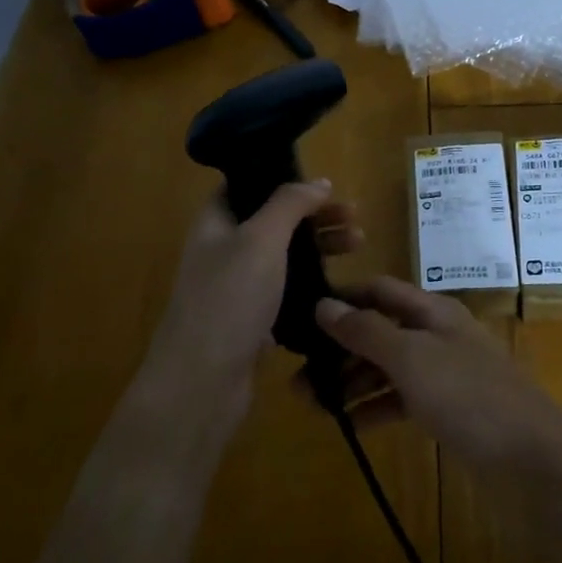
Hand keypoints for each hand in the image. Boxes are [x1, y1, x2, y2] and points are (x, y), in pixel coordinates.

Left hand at [144, 182, 360, 428]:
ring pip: (285, 257)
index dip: (283, 179)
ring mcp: (238, 288)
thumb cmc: (229, 299)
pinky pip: (288, 291)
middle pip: (273, 221)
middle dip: (315, 216)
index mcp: (216, 223)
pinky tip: (339, 285)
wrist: (203, 383)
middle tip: (354, 217)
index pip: (247, 186)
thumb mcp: (261, 239)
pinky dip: (313, 284)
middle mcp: (224, 251)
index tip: (323, 185)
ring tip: (358, 246)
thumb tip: (318, 182)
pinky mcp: (253, 321)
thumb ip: (289, 204)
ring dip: (320, 247)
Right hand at [313, 277, 561, 470]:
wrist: (532, 457)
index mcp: (431, 311)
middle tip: (296, 376)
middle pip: (380, 330)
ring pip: (387, 367)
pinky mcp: (447, 408)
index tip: (299, 317)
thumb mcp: (412, 358)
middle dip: (339, 348)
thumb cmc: (469, 396)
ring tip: (310, 404)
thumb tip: (323, 305)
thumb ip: (367, 331)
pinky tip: (347, 424)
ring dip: (351, 381)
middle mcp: (436, 334)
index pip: (379, 290)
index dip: (342, 298)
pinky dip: (374, 407)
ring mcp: (443, 372)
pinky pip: (401, 398)